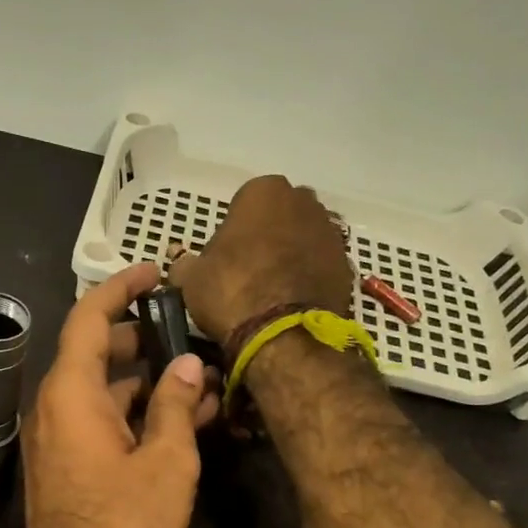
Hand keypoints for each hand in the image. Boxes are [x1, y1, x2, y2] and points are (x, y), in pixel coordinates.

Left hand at [19, 263, 219, 527]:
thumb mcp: (166, 464)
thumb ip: (175, 406)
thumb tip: (187, 366)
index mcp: (70, 395)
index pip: (88, 318)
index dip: (119, 288)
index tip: (154, 273)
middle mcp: (55, 409)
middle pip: (96, 354)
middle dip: (144, 339)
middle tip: (192, 332)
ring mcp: (59, 441)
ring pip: (104, 393)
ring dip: (149, 384)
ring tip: (204, 381)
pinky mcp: (69, 468)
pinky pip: (102, 424)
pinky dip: (137, 416)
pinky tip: (184, 421)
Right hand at [168, 175, 352, 340]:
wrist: (283, 336)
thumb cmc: (231, 293)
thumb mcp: (191, 278)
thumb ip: (185, 263)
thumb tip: (180, 263)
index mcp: (263, 191)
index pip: (243, 203)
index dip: (233, 231)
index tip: (226, 257)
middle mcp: (303, 201)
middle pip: (280, 215)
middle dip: (268, 235)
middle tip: (249, 270)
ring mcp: (330, 232)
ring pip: (304, 238)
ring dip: (291, 255)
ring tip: (272, 289)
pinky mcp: (347, 265)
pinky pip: (321, 265)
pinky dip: (310, 277)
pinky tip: (293, 301)